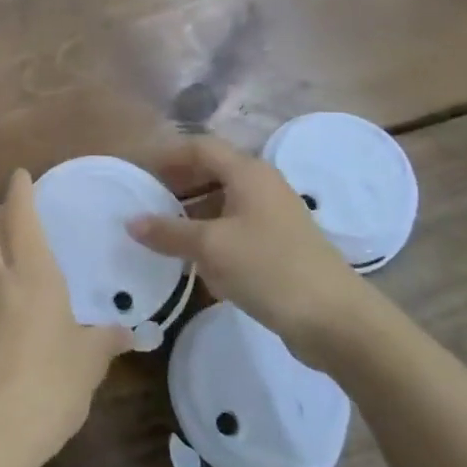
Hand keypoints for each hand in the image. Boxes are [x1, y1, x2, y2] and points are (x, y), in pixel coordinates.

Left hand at [0, 168, 132, 466]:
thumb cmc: (49, 386)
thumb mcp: (89, 362)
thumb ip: (108, 340)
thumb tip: (133, 333)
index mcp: (32, 274)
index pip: (19, 214)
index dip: (19, 189)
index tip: (22, 175)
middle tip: (16, 214)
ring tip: (18, 261)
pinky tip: (10, 306)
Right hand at [128, 135, 365, 353]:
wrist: (335, 318)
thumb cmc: (269, 268)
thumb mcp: (211, 247)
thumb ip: (169, 232)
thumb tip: (131, 222)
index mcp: (248, 172)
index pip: (199, 148)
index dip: (166, 155)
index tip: (136, 170)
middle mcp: (261, 185)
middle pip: (211, 172)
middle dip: (176, 183)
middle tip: (143, 200)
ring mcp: (272, 216)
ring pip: (222, 202)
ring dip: (190, 212)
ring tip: (159, 230)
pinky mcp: (277, 245)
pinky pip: (234, 228)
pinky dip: (210, 235)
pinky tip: (191, 259)